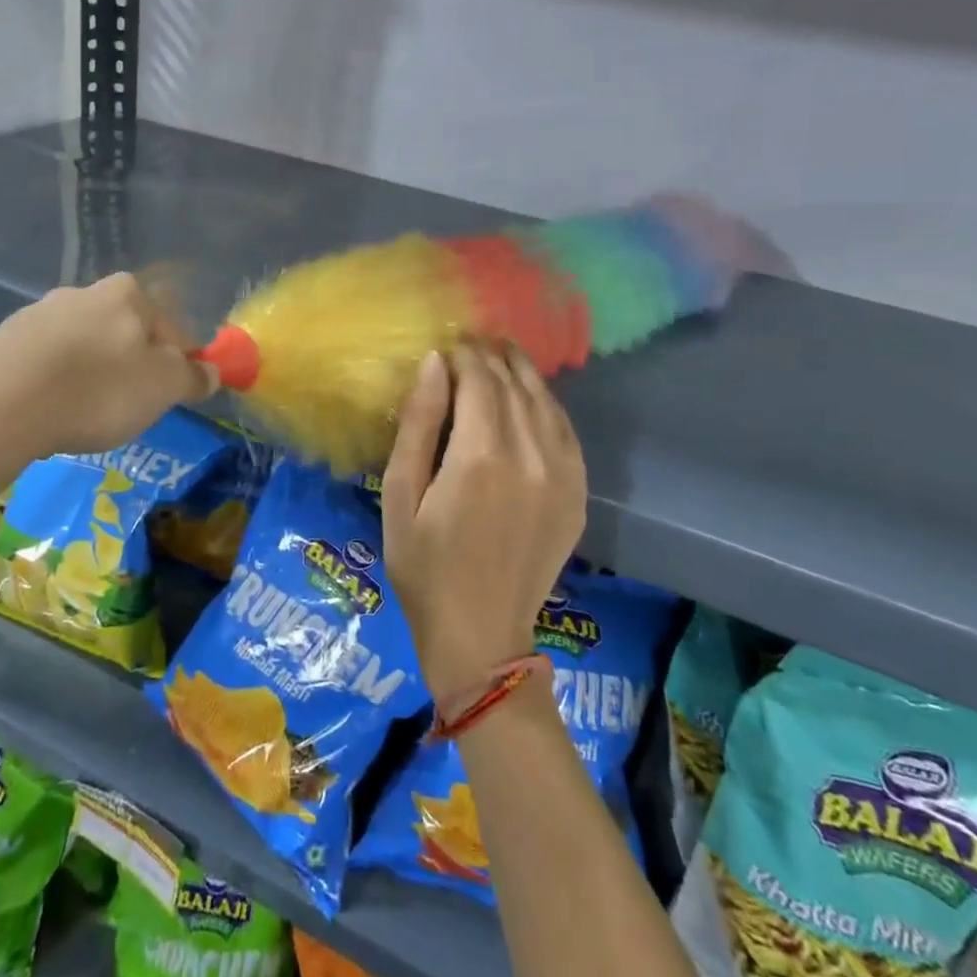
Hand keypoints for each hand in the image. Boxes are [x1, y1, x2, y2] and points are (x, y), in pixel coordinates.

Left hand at [0, 274, 216, 494]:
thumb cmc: (98, 389)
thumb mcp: (164, 387)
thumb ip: (193, 377)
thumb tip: (211, 372)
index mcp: (129, 294)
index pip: (173, 328)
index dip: (181, 364)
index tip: (175, 396)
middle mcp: (84, 292)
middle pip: (126, 334)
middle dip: (133, 367)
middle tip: (130, 407)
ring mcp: (39, 313)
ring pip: (85, 347)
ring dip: (92, 375)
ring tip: (84, 416)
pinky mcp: (4, 340)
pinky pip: (46, 363)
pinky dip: (55, 384)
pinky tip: (49, 412)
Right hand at [381, 344, 588, 701]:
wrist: (480, 635)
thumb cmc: (423, 566)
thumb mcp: (399, 495)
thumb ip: (418, 425)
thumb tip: (433, 364)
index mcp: (480, 456)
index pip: (479, 379)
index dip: (463, 354)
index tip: (447, 343)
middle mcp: (529, 456)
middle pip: (513, 384)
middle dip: (490, 356)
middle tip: (470, 341)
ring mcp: (562, 475)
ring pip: (544, 402)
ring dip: (521, 372)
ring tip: (501, 353)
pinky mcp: (577, 494)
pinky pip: (566, 432)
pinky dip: (547, 405)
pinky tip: (532, 396)